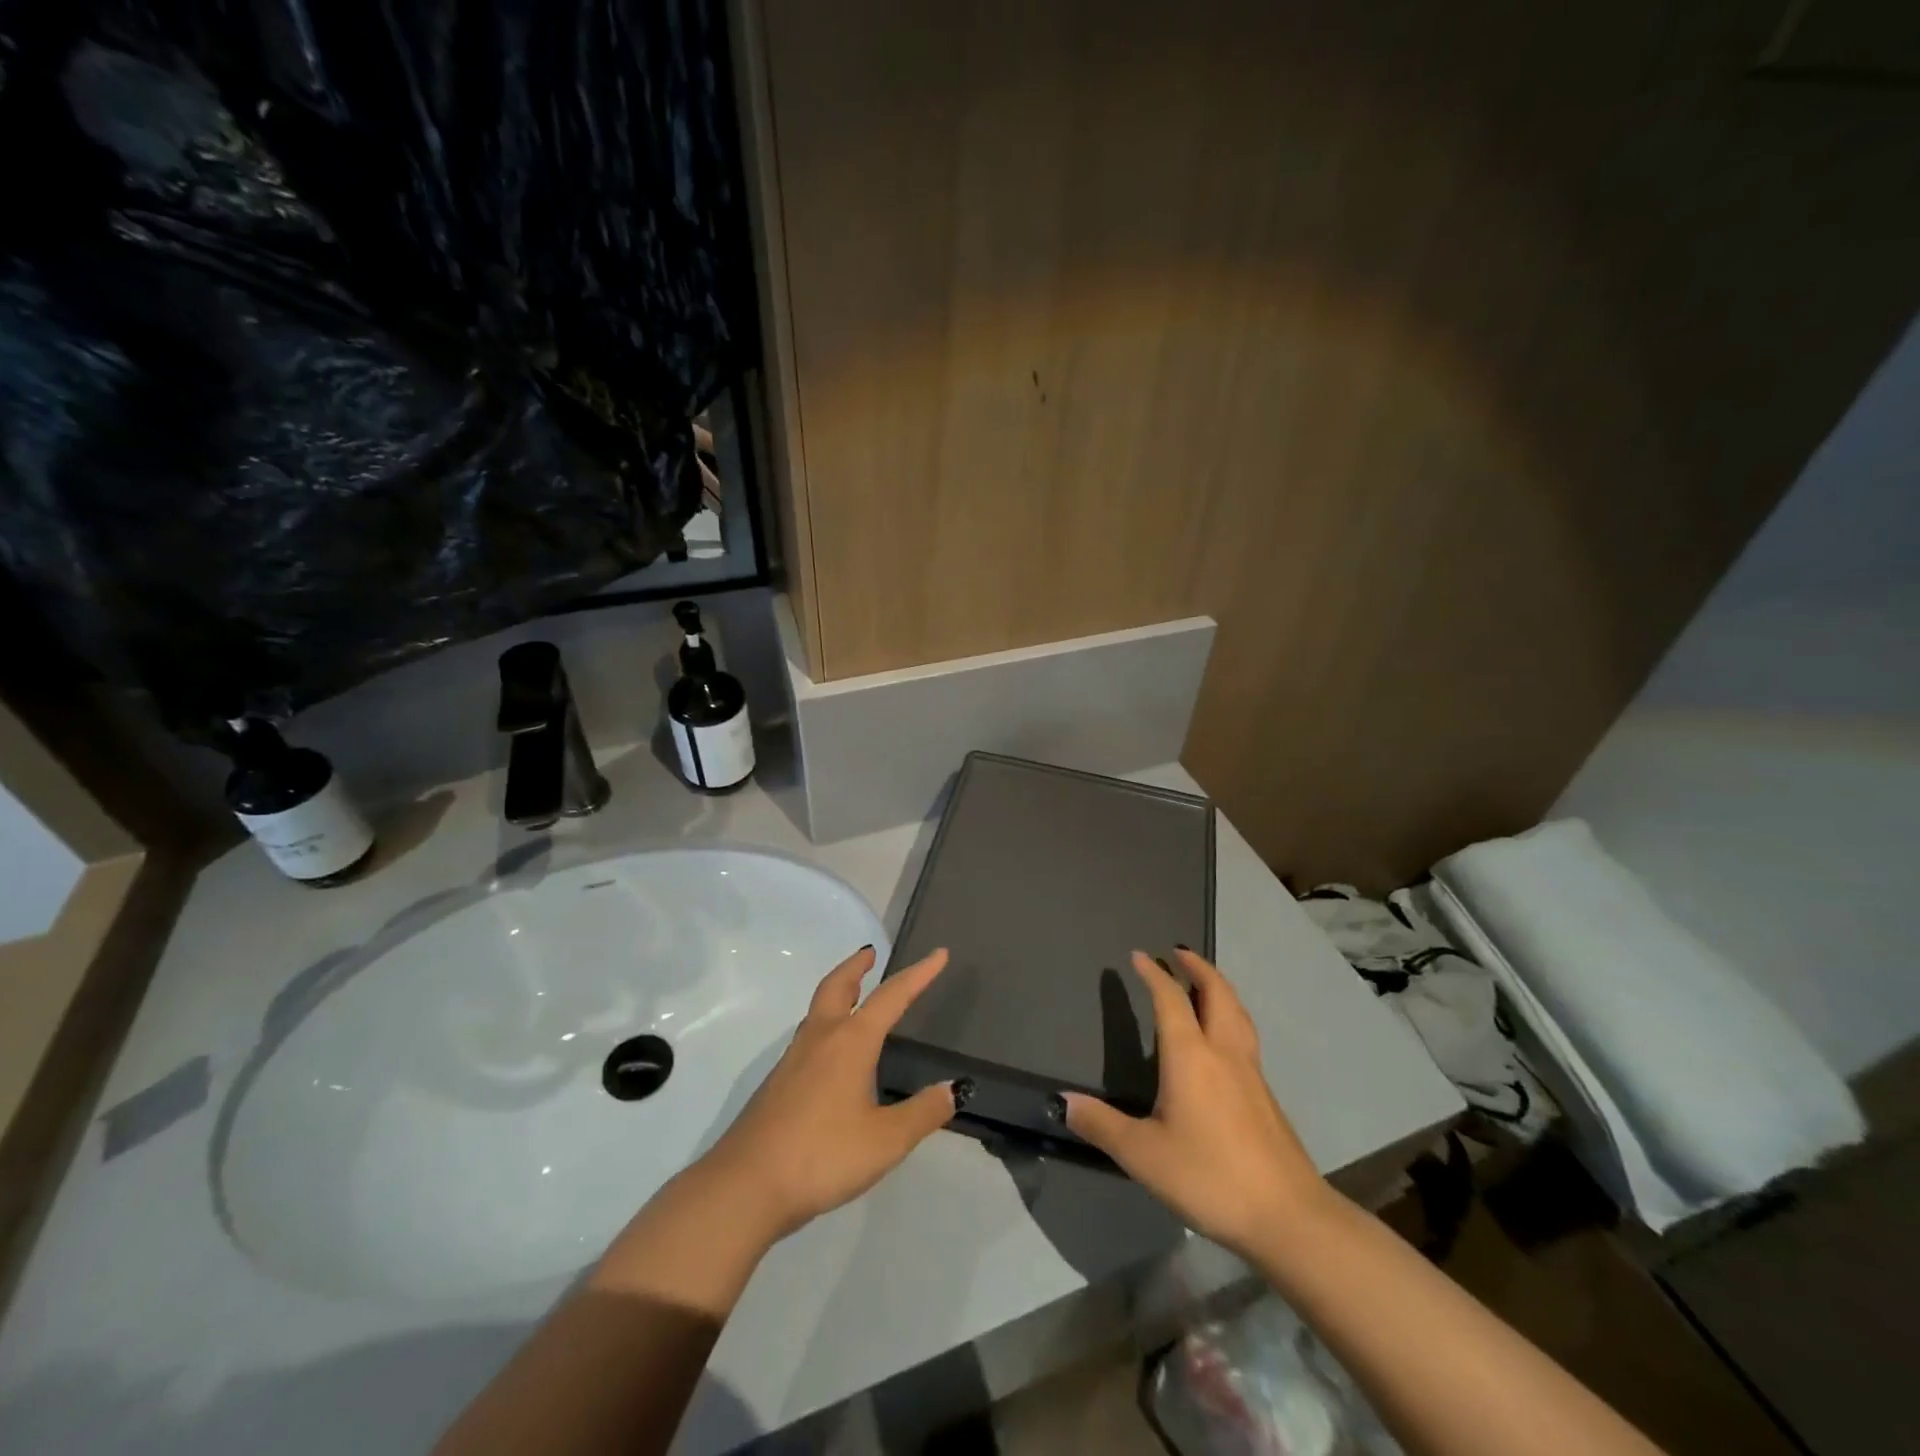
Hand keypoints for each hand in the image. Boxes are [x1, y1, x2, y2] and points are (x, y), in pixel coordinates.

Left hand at [694, 945, 957, 1240]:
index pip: (891, 997)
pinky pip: (809, 1037)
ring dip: (839, 992)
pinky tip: (832, 1054)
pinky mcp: (778, 1084)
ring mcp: (793, 1060)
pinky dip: (826, 1024)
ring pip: (818, 1010)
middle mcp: (821, 1039)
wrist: (745, 1186)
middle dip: (856, 967)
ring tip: (855, 995)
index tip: (938, 954)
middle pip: (838, 987)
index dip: (918, 975)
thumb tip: (952, 1089)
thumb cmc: (822, 1156)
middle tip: (871, 954)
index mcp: (850, 1042)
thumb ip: (922, 1113)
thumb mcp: (885, 1141)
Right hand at [1064, 948, 1329, 1260]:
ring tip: (1206, 982)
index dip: (1154, 974)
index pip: (1170, 1000)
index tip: (1140, 955)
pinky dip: (1232, 1016)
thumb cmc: (1209, 1176)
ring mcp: (1251, 1073)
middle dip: (1198, 968)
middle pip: (1216, 993)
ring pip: (1238, 1012)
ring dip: (1219, 988)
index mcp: (1190, 1056)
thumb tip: (1063, 1100)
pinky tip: (1225, 1038)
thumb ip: (1102, 1125)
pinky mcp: (1266, 1095)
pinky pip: (1246, 1036)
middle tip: (1180, 953)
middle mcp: (1223, 1052)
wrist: (1288, 1216)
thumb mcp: (1143, 1154)